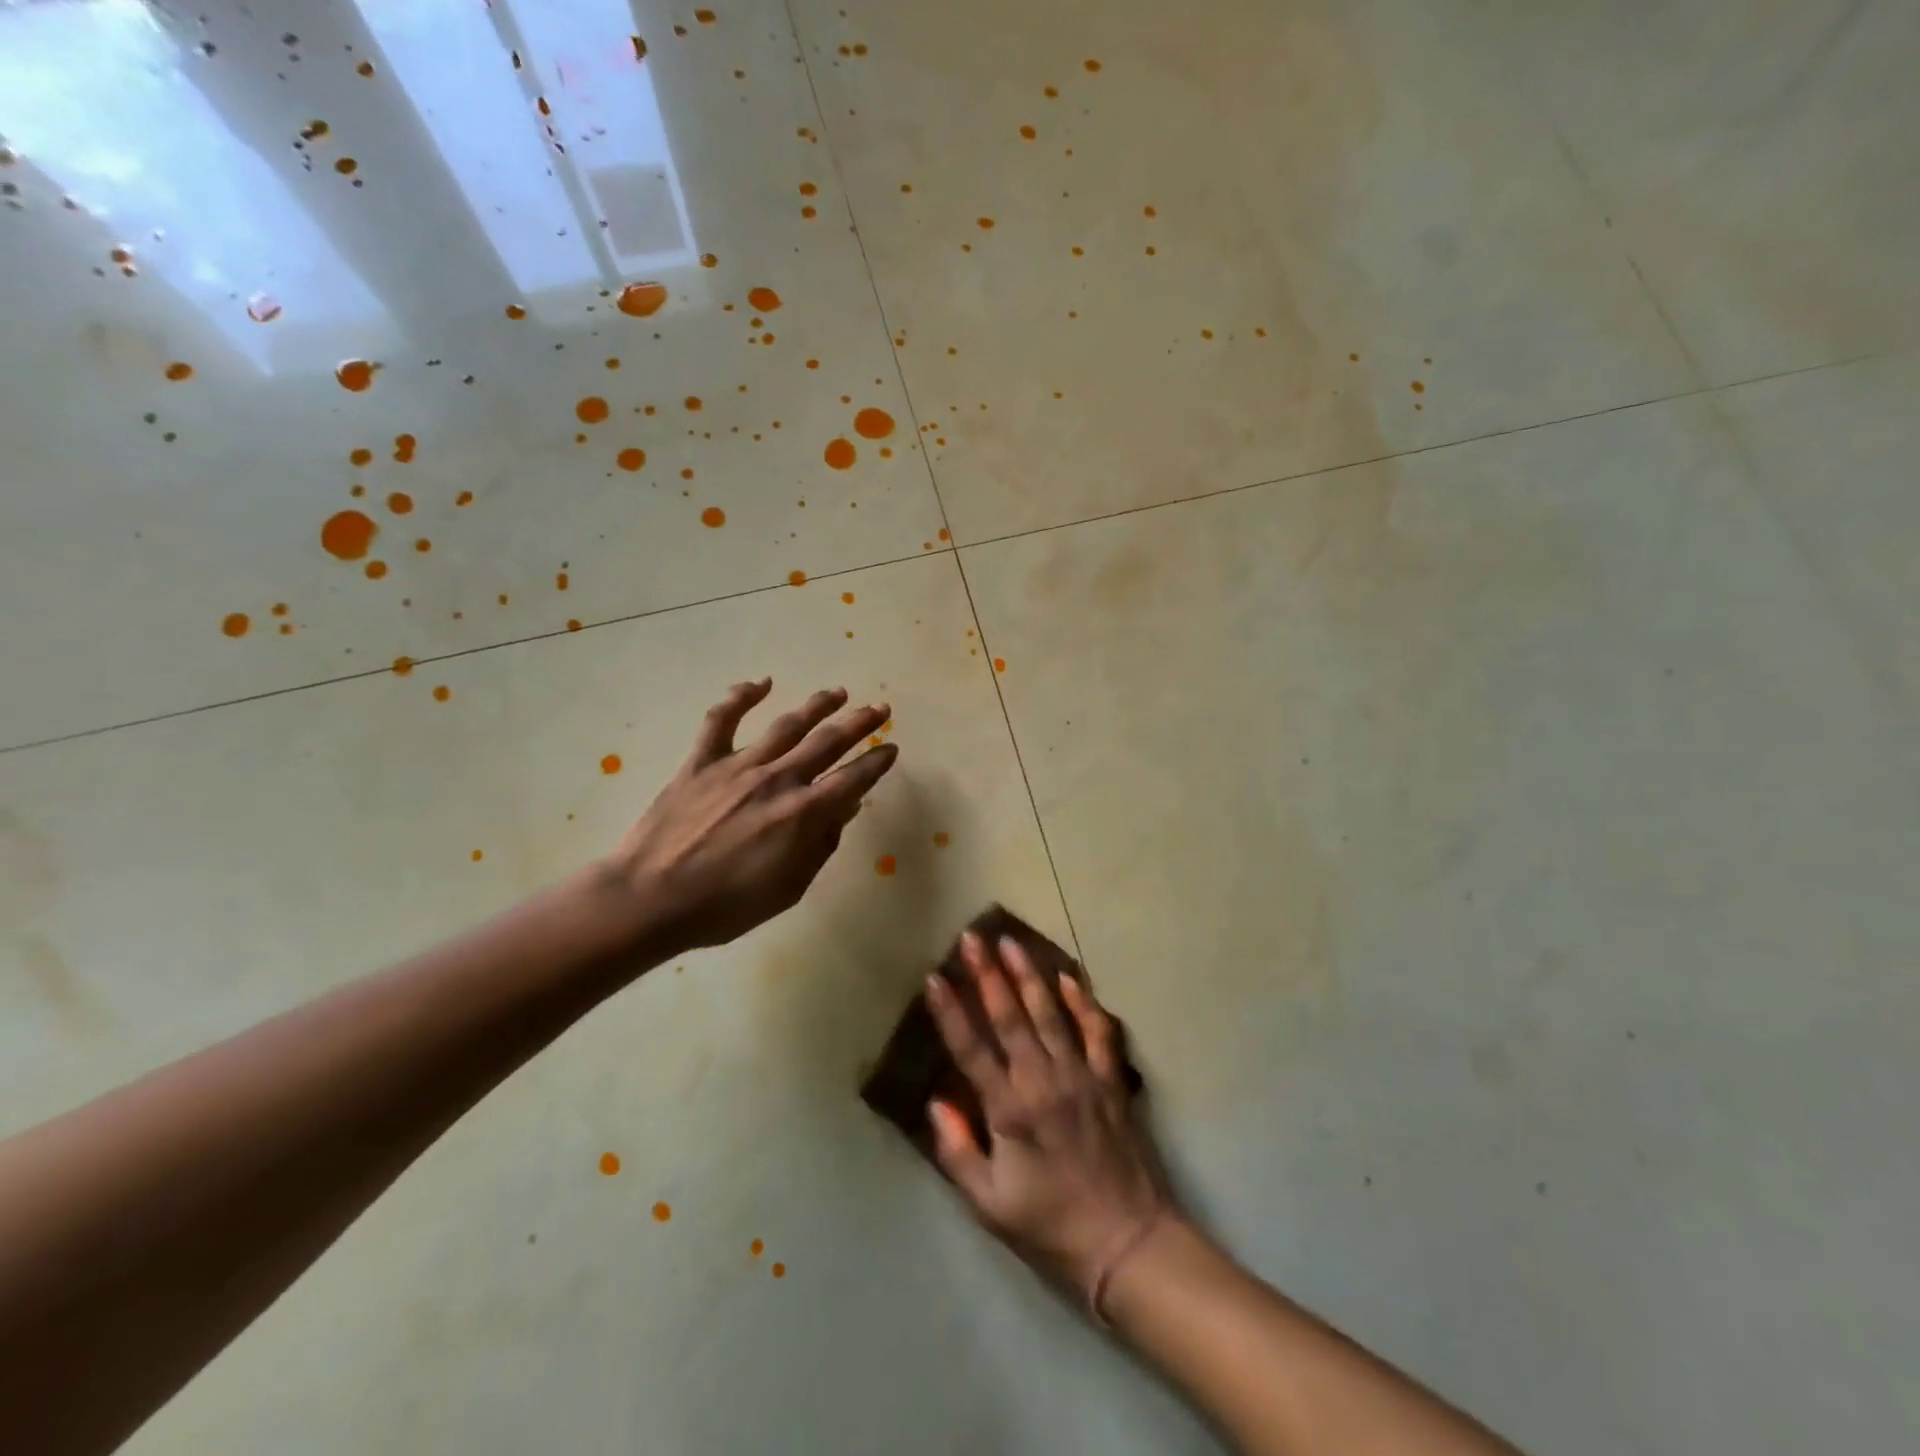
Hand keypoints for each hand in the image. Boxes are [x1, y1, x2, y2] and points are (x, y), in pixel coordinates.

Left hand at [606, 680, 897, 954]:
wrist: (649, 900)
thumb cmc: (724, 907)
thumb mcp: (788, 888)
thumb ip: (820, 846)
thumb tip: (844, 809)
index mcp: (803, 814)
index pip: (853, 779)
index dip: (876, 762)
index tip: (891, 747)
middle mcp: (778, 780)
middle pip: (828, 743)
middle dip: (859, 724)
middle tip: (880, 709)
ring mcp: (737, 766)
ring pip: (787, 725)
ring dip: (817, 706)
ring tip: (838, 693)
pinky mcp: (701, 761)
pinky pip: (722, 720)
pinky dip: (741, 696)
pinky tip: (761, 683)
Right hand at [925, 933, 1172, 1300]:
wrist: (1128, 1243)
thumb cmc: (1051, 1226)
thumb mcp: (990, 1204)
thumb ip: (958, 1151)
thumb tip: (937, 1102)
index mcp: (1010, 1110)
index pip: (971, 1049)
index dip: (950, 1012)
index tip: (934, 978)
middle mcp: (1043, 1081)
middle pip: (1009, 1017)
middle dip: (987, 974)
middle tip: (971, 938)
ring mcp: (1081, 1075)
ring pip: (1050, 1013)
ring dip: (1029, 975)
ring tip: (1011, 942)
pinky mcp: (1110, 1080)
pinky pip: (1097, 1031)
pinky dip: (1084, 1002)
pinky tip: (1070, 977)